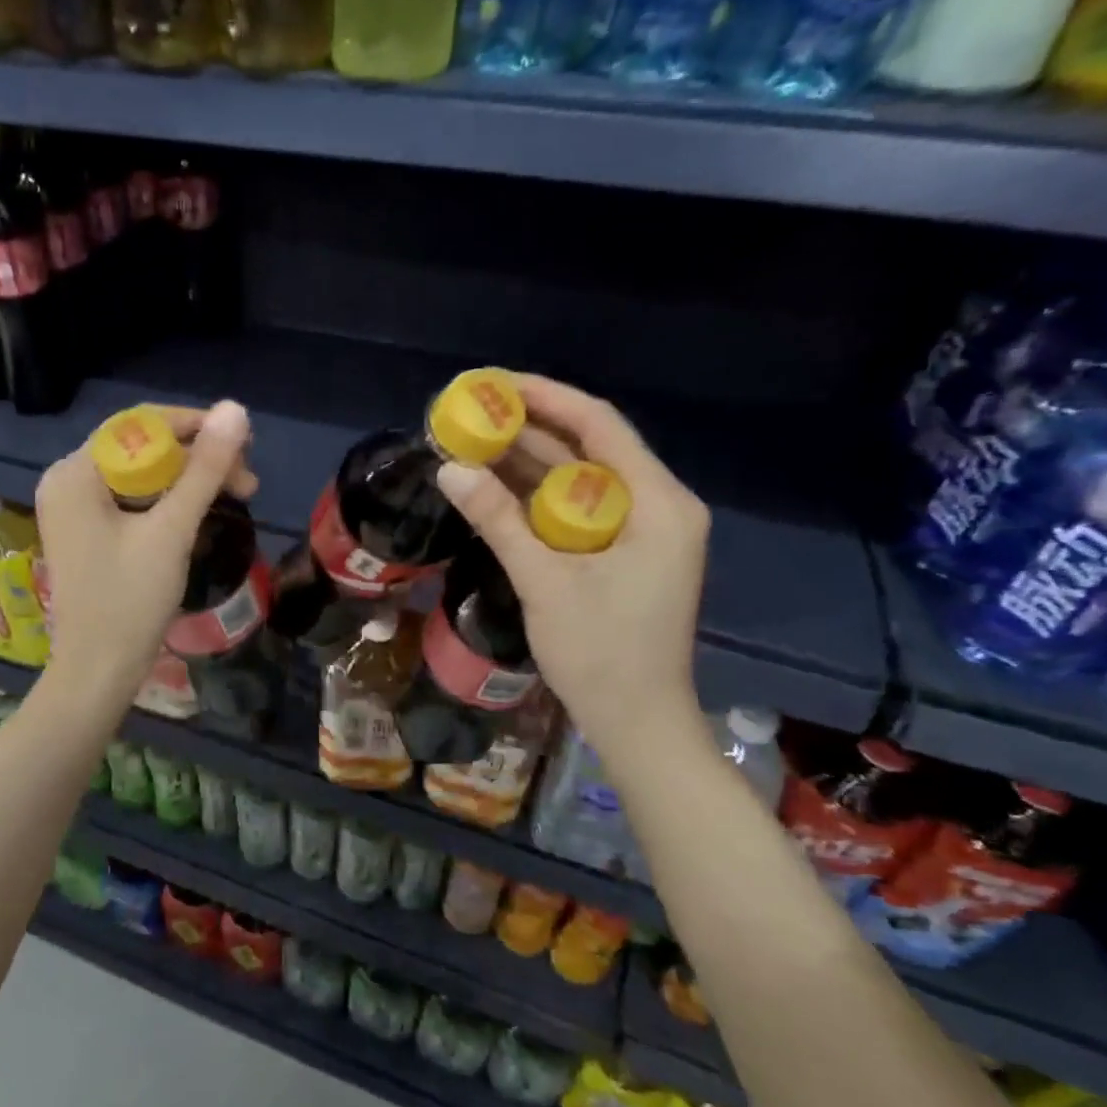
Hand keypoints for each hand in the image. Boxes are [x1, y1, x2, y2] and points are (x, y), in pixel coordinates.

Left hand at [35, 401, 254, 700]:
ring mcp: (76, 510)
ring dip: (190, 482)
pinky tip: (202, 514)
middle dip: (198, 460)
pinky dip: (170, 503)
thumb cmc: (130, 600)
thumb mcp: (171, 530)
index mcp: (75, 473)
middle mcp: (68, 482)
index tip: (244, 446)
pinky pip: (134, 500)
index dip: (195, 427)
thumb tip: (235, 410)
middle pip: (141, 449)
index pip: (139, 425)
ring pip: (142, 476)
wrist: (99, 672)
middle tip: (247, 484)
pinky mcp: (89, 533)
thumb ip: (204, 469)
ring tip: (237, 497)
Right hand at [435, 376, 709, 757]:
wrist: (637, 723)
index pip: (599, 426)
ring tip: (471, 442)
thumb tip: (448, 468)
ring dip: (527, 463)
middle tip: (471, 414)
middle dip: (528, 430)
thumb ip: (498, 520)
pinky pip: (575, 510)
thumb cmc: (602, 654)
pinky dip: (535, 498)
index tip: (495, 383)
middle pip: (588, 449)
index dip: (546, 398)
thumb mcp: (545, 581)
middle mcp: (656, 506)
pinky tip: (494, 487)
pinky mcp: (622, 554)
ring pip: (579, 480)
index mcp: (658, 503)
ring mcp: (640, 531)